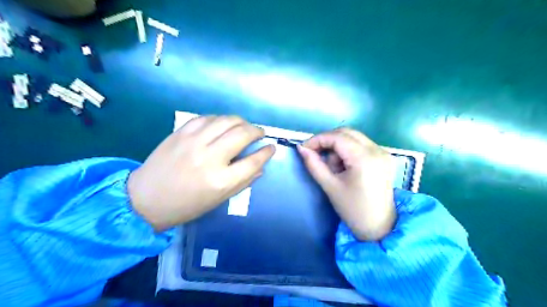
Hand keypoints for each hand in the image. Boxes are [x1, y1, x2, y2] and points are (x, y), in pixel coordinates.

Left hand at [126, 116, 275, 230]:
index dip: (266, 152)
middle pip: (242, 134)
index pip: (253, 161)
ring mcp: (193, 142)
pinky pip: (207, 118)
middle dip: (257, 131)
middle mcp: (209, 157)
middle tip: (259, 133)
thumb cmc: (186, 205)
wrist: (145, 199)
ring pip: (226, 120)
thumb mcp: (219, 200)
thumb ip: (243, 182)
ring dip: (241, 121)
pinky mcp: (181, 133)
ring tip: (244, 126)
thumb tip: (261, 166)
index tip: (271, 147)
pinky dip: (220, 119)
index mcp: (220, 181)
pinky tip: (223, 124)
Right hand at [298, 128, 395, 240]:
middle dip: (328, 141)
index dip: (318, 140)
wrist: (379, 227)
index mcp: (365, 158)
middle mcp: (377, 150)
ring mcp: (383, 152)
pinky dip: (348, 150)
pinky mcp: (385, 157)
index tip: (304, 149)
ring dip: (338, 147)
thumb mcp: (330, 186)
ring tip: (334, 168)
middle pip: (346, 132)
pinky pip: (361, 144)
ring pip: (354, 137)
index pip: (337, 137)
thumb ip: (314, 164)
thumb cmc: (352, 209)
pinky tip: (345, 166)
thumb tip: (301, 148)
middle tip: (316, 155)